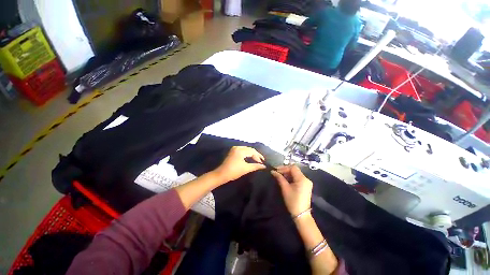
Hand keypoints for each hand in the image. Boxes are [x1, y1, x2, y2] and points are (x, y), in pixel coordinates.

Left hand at [214, 146, 265, 182]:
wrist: (221, 174)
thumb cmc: (234, 171)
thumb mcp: (246, 168)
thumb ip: (256, 166)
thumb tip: (264, 166)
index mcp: (241, 150)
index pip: (252, 151)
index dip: (258, 156)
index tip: (263, 162)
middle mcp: (237, 147)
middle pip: (249, 149)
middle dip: (256, 155)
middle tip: (260, 161)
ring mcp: (234, 149)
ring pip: (246, 149)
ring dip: (251, 154)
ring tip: (256, 160)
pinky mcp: (232, 151)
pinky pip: (242, 150)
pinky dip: (247, 154)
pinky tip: (250, 158)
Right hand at [271, 165, 312, 216]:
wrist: (301, 214)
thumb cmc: (293, 201)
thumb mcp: (285, 188)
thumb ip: (279, 178)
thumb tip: (273, 171)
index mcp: (302, 179)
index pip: (293, 168)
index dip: (284, 167)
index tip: (276, 170)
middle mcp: (306, 179)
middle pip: (295, 170)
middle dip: (285, 170)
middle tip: (277, 173)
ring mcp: (307, 182)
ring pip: (296, 173)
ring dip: (288, 174)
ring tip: (280, 176)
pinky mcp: (306, 186)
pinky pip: (298, 178)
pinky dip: (291, 177)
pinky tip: (286, 180)